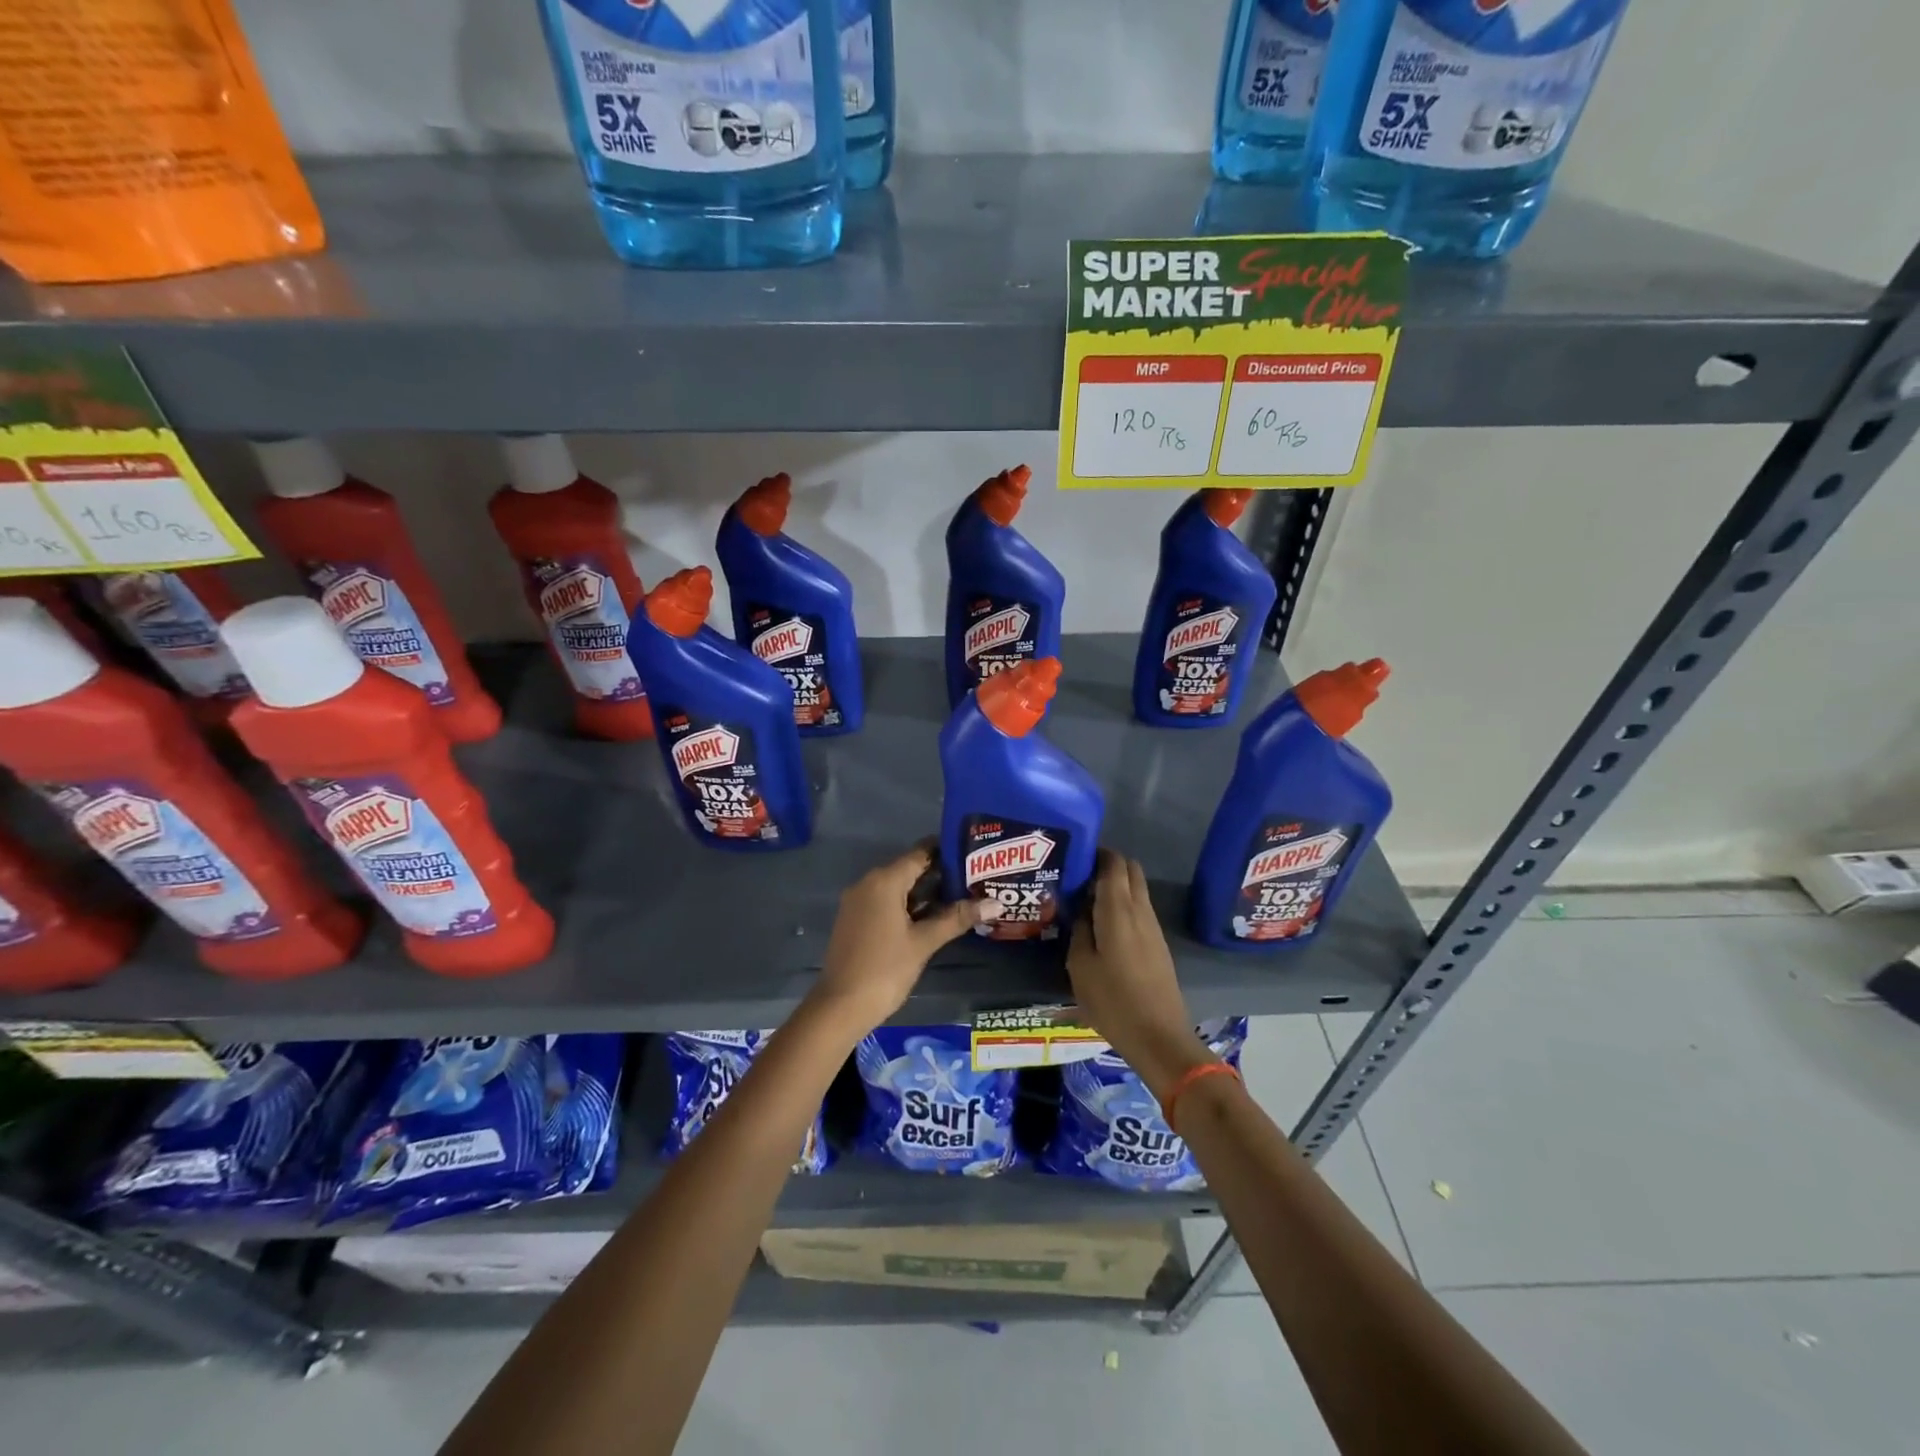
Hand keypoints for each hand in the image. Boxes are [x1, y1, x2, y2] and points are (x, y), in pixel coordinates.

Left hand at [808, 844, 998, 1033]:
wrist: (840, 1007)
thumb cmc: (885, 969)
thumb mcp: (924, 942)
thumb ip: (957, 918)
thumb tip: (996, 903)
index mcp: (884, 881)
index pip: (919, 853)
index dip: (946, 851)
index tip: (973, 853)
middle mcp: (868, 883)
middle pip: (909, 869)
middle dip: (940, 874)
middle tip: (975, 878)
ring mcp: (859, 902)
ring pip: (898, 888)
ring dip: (926, 892)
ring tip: (962, 896)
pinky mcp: (856, 920)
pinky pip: (887, 902)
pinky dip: (909, 906)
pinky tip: (934, 917)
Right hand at [1066, 850, 1215, 1101]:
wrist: (1159, 1037)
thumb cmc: (1113, 1001)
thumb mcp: (1080, 966)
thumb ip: (1079, 929)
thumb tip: (1081, 907)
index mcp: (1119, 910)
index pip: (1114, 864)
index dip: (1097, 853)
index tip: (1075, 856)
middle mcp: (1140, 911)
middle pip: (1130, 871)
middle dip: (1107, 865)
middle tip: (1079, 876)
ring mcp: (1153, 927)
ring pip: (1136, 890)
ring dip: (1115, 886)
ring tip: (1086, 899)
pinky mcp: (1158, 944)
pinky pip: (1139, 909)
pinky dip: (1122, 904)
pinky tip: (1102, 924)